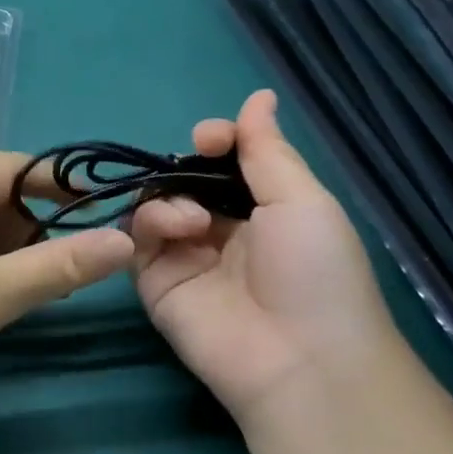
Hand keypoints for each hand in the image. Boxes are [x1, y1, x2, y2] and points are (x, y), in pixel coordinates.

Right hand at [131, 91, 401, 428]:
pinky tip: (180, 229)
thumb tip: (259, 95)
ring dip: (169, 197)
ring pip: (155, 205)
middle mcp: (221, 231)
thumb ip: (267, 149)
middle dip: (185, 165)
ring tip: (194, 218)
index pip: (225, 166)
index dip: (216, 144)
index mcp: (263, 212)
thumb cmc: (315, 272)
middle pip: (184, 181)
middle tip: (195, 158)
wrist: (298, 358)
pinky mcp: (155, 282)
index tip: (211, 137)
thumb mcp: (302, 200)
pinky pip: (137, 239)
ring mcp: (184, 258)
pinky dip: (150, 223)